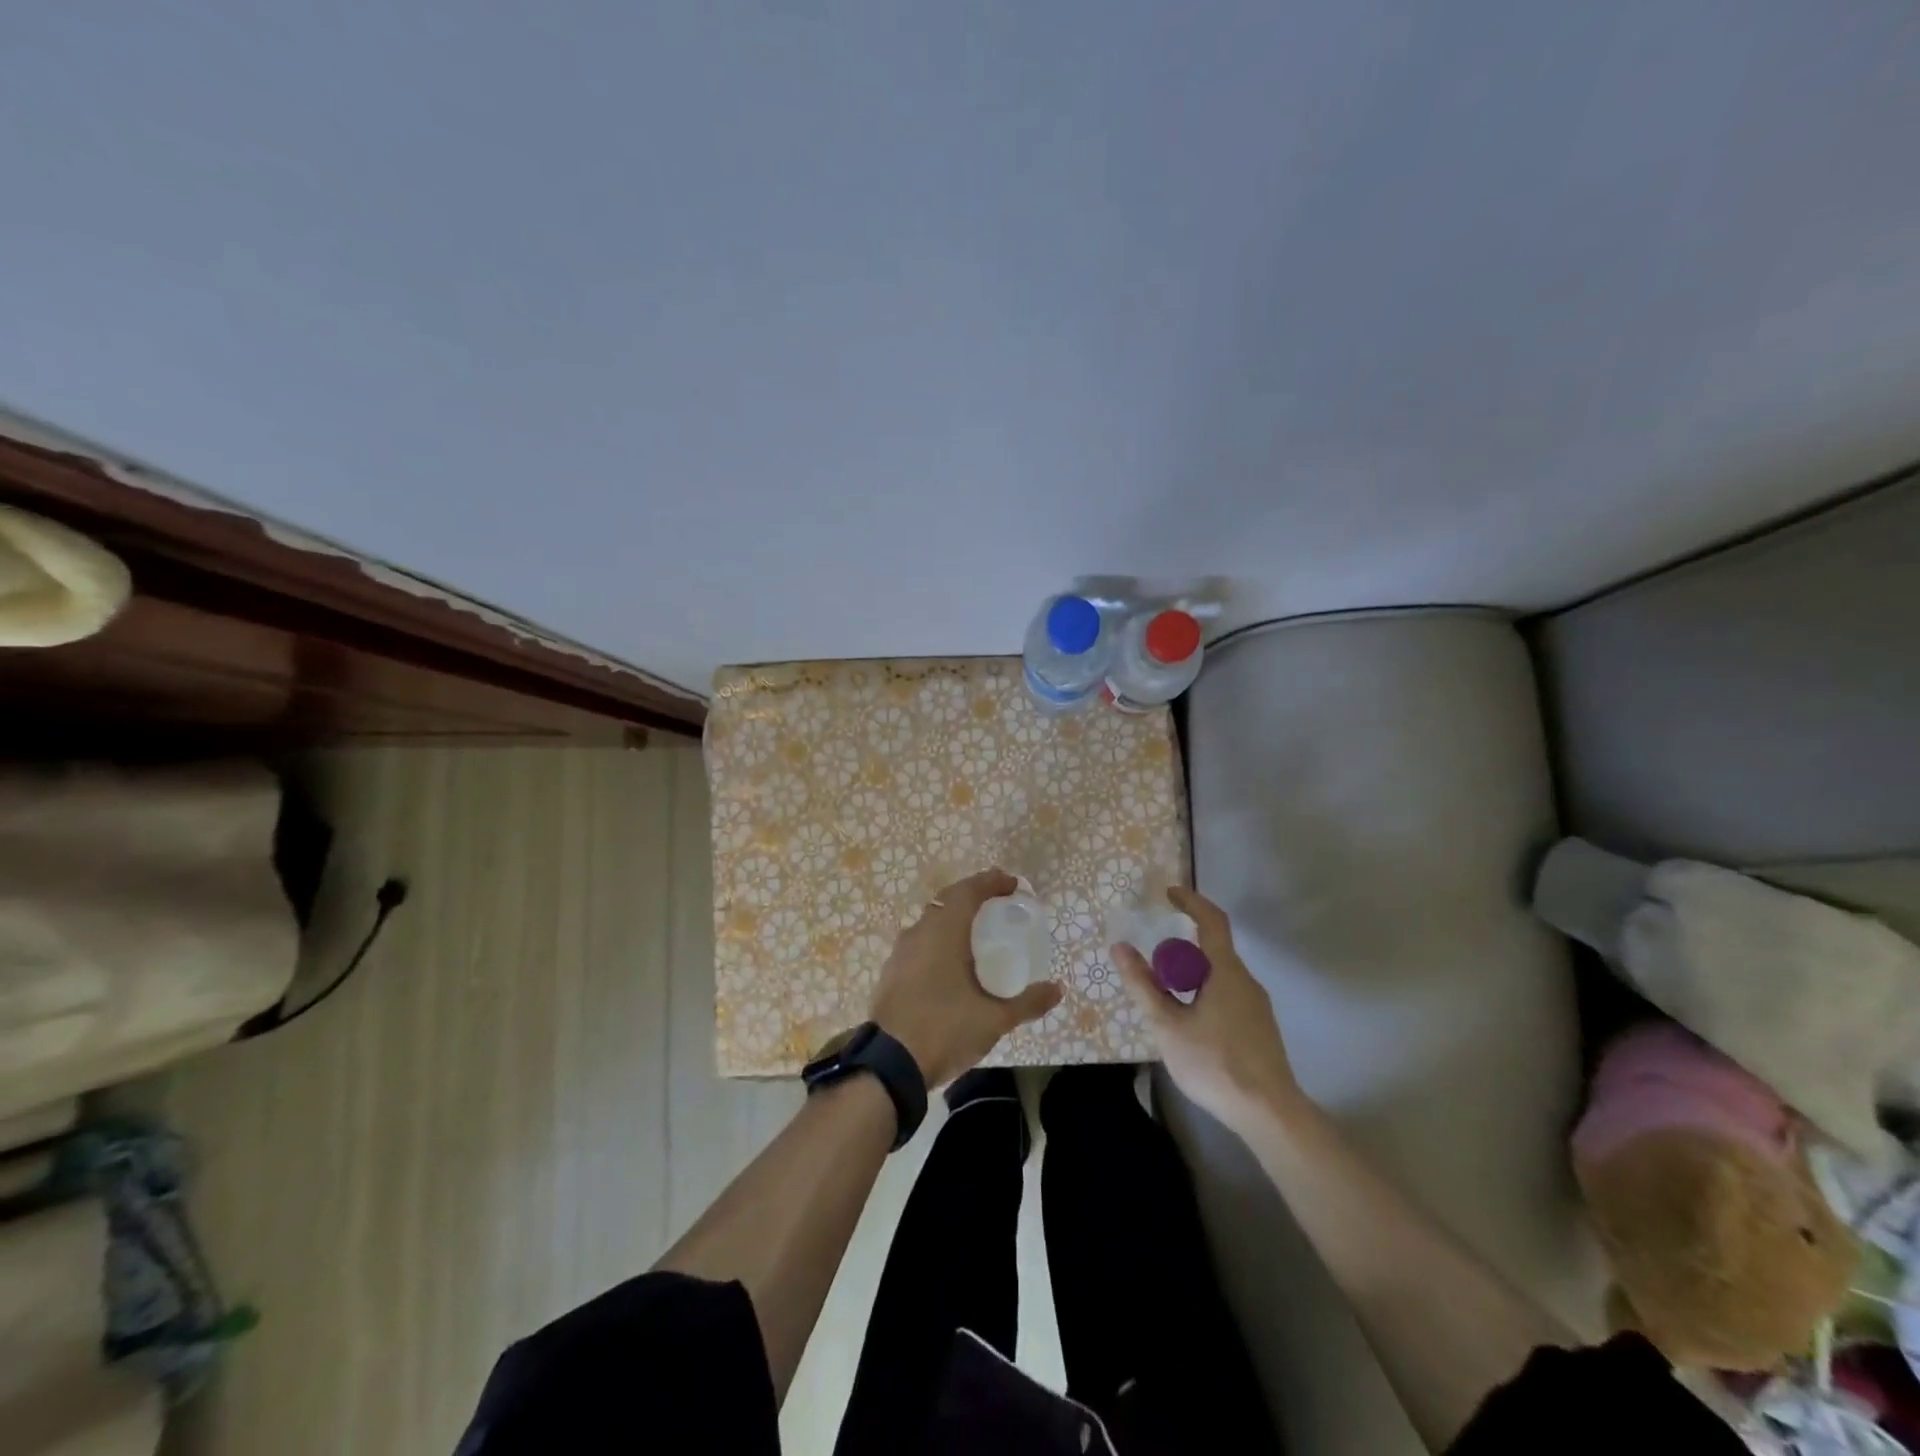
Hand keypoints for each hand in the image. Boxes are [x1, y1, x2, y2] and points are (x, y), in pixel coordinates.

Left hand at [870, 867, 1062, 1086]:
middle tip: (997, 903)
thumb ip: (1028, 1002)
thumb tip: (1057, 989)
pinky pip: (919, 943)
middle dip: (973, 896)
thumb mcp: (994, 1019)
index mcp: (944, 932)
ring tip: (976, 933)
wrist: (889, 1065)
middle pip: (947, 901)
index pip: (968, 891)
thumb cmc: (945, 1029)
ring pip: (930, 922)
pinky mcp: (891, 973)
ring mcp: (900, 953)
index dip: (990, 882)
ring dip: (954, 919)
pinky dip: (939, 940)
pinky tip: (950, 963)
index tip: (1011, 884)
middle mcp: (919, 933)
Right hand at [1112, 885, 1299, 1133]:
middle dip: (1181, 951)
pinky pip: (1228, 995)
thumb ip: (1143, 985)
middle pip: (1212, 950)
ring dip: (1191, 976)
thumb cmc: (1215, 1063)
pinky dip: (1204, 994)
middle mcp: (1246, 981)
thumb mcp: (1167, 1025)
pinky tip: (1190, 1025)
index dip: (1191, 902)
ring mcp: (1257, 1006)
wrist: (1269, 1114)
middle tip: (1153, 968)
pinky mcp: (1260, 1028)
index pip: (1211, 921)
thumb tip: (1120, 947)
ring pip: (1219, 976)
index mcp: (1226, 971)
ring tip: (1166, 1002)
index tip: (1169, 893)